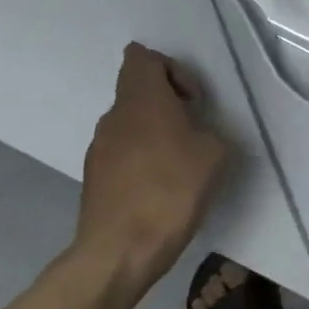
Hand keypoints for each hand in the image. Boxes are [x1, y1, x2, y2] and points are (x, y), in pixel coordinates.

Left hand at [73, 43, 231, 278]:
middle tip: (193, 130)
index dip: (170, 68)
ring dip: (155, 131)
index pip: (142, 57)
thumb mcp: (214, 154)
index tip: (191, 98)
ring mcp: (99, 147)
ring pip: (130, 122)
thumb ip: (208, 130)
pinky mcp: (94, 176)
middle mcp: (114, 115)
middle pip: (137, 89)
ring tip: (180, 163)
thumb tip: (196, 133)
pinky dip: (142, 158)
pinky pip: (122, 151)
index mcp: (142, 99)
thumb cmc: (171, 190)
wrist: (120, 251)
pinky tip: (161, 188)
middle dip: (167, 102)